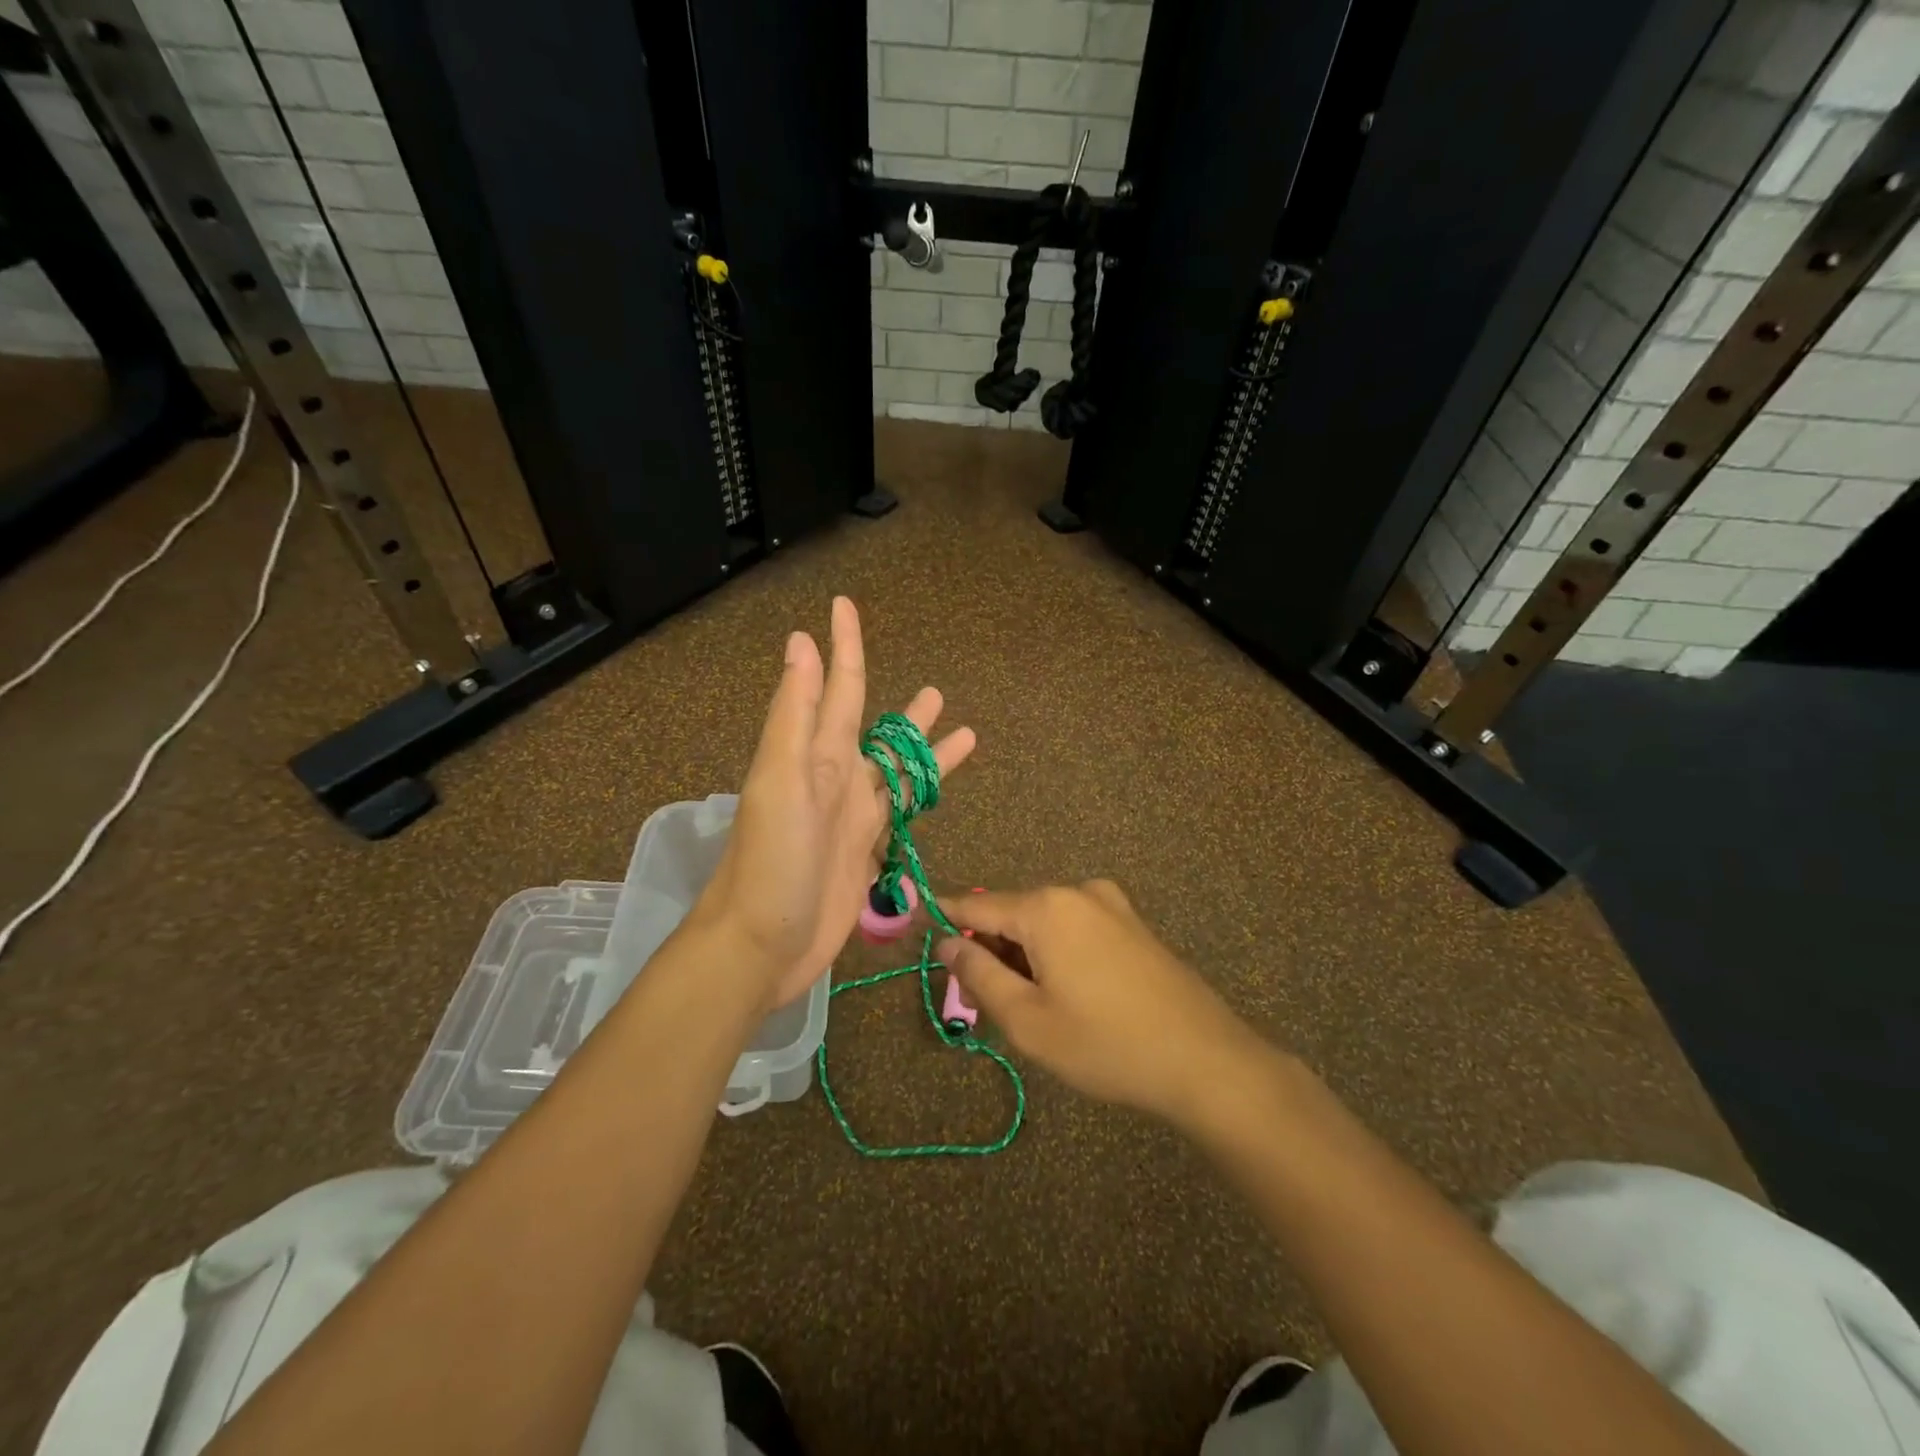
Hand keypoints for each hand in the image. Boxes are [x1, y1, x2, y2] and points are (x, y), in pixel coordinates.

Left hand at [697, 597, 975, 1009]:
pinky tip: (939, 794)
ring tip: (961, 730)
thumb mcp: (780, 780)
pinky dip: (922, 798)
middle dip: (902, 711)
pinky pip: (901, 813)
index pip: (837, 688)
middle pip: (875, 731)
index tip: (844, 604)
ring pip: (896, 773)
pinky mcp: (865, 852)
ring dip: (924, 751)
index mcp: (814, 755)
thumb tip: (800, 642)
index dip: (843, 646)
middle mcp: (834, 778)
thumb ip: (794, 714)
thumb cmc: (770, 861)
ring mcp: (852, 817)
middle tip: (936, 690)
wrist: (761, 944)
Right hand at [938, 881, 1278, 1130]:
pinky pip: (1076, 929)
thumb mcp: (1028, 1021)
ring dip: (1025, 957)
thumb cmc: (1106, 1044)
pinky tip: (1069, 998)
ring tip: (1031, 1010)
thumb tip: (947, 943)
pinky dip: (1056, 955)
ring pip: (1045, 924)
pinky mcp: (1133, 924)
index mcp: (1046, 907)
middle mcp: (1077, 892)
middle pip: (1012, 914)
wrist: (1205, 1061)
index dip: (945, 920)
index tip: (918, 930)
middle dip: (992, 950)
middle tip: (985, 1003)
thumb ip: (979, 975)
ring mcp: (1111, 904)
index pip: (976, 905)